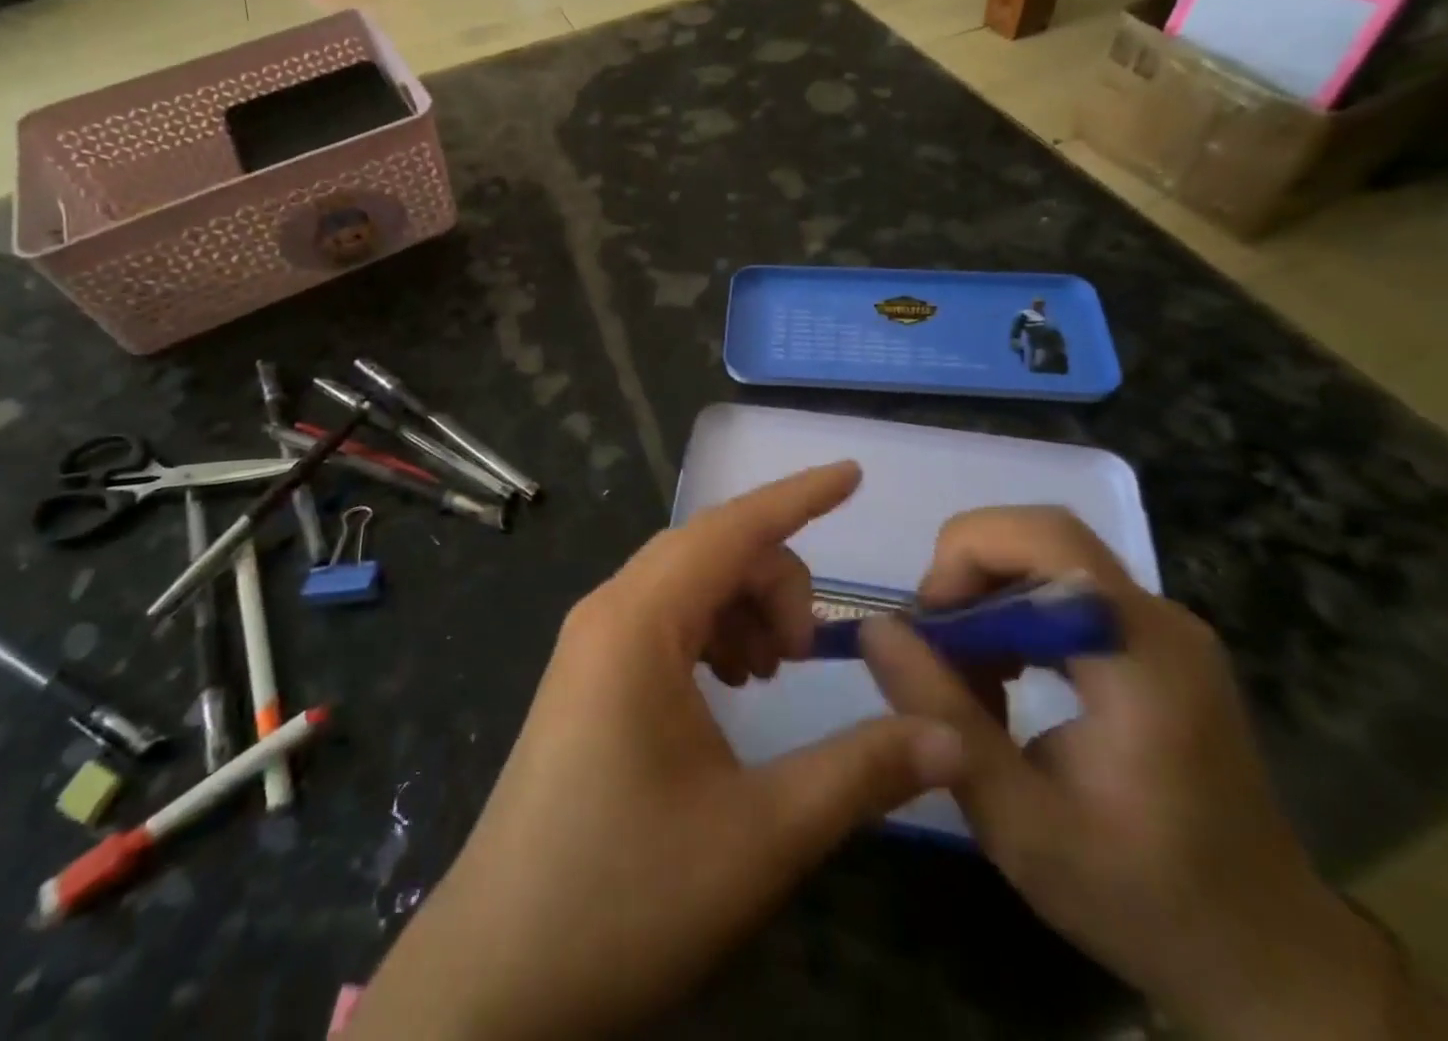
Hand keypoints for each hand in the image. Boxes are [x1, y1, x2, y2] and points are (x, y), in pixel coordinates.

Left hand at [347, 463, 967, 1040]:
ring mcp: (590, 642)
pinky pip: (662, 621)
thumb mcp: (760, 836)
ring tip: (770, 673)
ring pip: (686, 584)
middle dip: (775, 580)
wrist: (499, 973)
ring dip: (742, 607)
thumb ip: (860, 772)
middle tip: (807, 654)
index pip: (730, 528)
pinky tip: (730, 688)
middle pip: (710, 553)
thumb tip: (948, 736)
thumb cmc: (626, 894)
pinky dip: (711, 632)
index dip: (798, 496)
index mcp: (638, 622)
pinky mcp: (587, 676)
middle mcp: (608, 611)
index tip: (852, 474)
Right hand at [862, 508, 1447, 1040]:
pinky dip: (1013, 616)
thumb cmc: (1142, 898)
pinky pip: (1064, 593)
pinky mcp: (1156, 644)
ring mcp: (1162, 629)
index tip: (928, 626)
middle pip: (1040, 538)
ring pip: (1045, 559)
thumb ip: (942, 716)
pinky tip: (1002, 680)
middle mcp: (1159, 619)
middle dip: (967, 575)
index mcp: (1142, 655)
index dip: (968, 556)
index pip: (1046, 538)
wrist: (1267, 960)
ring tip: (963, 675)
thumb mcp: (1019, 822)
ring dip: (986, 598)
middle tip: (934, 648)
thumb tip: (874, 628)